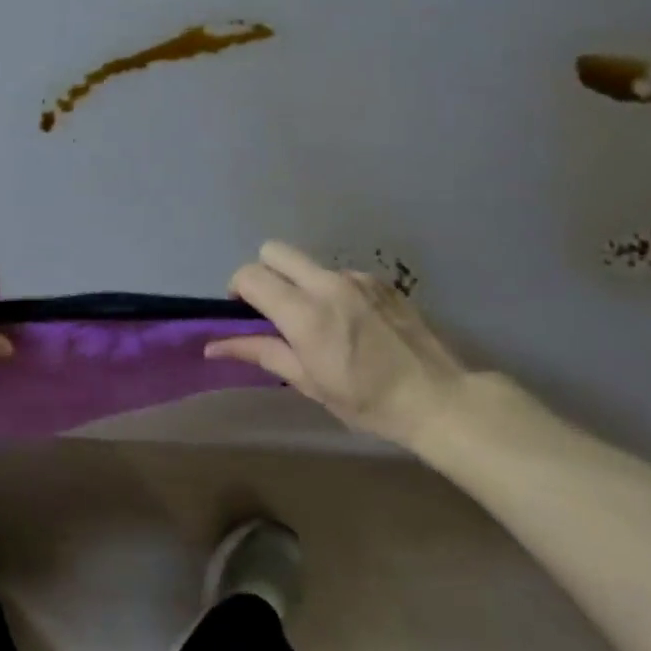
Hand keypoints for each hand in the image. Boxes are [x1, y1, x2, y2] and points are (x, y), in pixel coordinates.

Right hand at [208, 240, 470, 448]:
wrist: (439, 399)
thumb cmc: (367, 400)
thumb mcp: (308, 382)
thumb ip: (259, 352)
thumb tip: (211, 346)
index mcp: (305, 313)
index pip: (250, 275)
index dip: (237, 289)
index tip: (244, 313)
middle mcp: (328, 284)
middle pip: (274, 250)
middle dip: (264, 273)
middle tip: (273, 308)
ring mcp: (357, 278)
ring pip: (308, 264)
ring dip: (299, 283)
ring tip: (320, 322)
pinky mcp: (380, 280)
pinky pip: (339, 274)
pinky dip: (331, 291)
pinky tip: (352, 323)